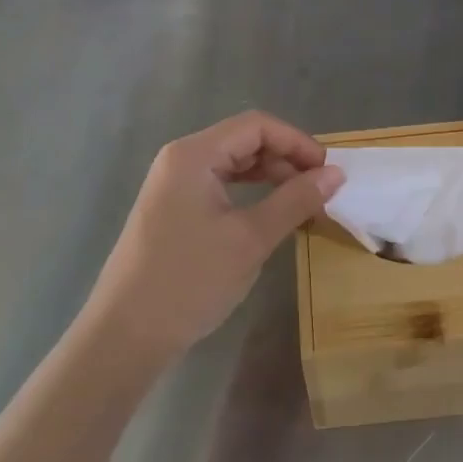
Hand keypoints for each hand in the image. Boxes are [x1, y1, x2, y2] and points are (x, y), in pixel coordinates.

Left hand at [86, 112, 344, 359]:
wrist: (126, 334)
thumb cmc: (190, 280)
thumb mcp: (251, 239)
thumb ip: (295, 200)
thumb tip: (336, 174)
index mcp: (194, 155)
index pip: (256, 126)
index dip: (297, 142)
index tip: (328, 171)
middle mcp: (181, 159)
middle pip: (244, 140)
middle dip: (286, 159)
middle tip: (319, 191)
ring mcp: (173, 185)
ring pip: (233, 163)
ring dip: (271, 176)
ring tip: (302, 202)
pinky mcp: (172, 209)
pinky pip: (219, 185)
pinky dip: (250, 193)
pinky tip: (270, 214)